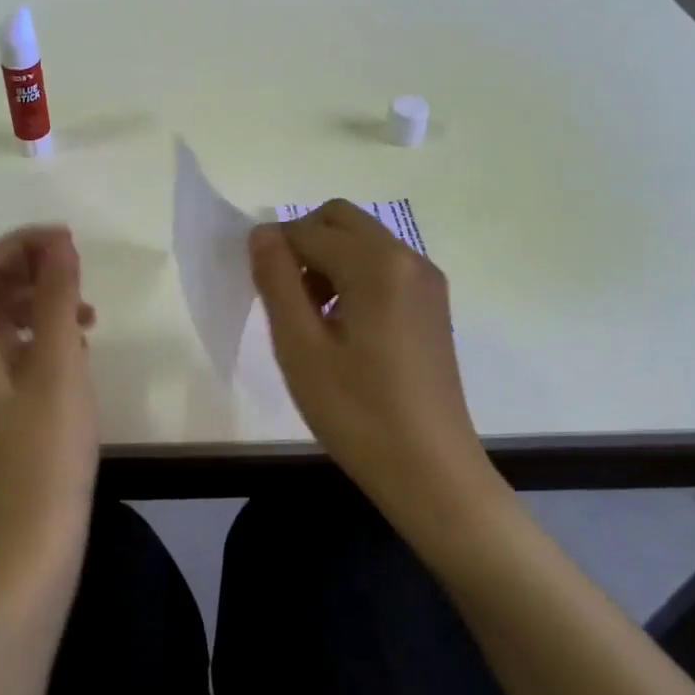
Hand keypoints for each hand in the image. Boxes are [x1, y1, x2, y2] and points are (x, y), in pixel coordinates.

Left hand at [0, 226, 99, 596]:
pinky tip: (76, 347)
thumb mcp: (59, 364)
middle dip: (32, 270)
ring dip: (40, 302)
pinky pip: (10, 351)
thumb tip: (58, 241)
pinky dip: (40, 336)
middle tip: (79, 271)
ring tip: (86, 310)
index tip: (69, 241)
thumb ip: (57, 296)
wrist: (30, 548)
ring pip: (1, 321)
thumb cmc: (45, 451)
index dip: (23, 244)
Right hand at [249, 201, 501, 527]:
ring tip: (312, 320)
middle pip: (339, 220)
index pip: (307, 230)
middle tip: (287, 299)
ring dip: (328, 261)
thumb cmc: (357, 412)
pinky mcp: (433, 304)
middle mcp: (407, 257)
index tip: (262, 295)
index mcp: (376, 262)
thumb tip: (262, 232)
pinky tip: (344, 329)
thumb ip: (276, 278)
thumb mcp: (299, 345)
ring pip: (361, 241)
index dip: (275, 253)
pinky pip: (382, 266)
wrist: (432, 474)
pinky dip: (353, 277)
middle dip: (304, 245)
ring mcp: (426, 280)